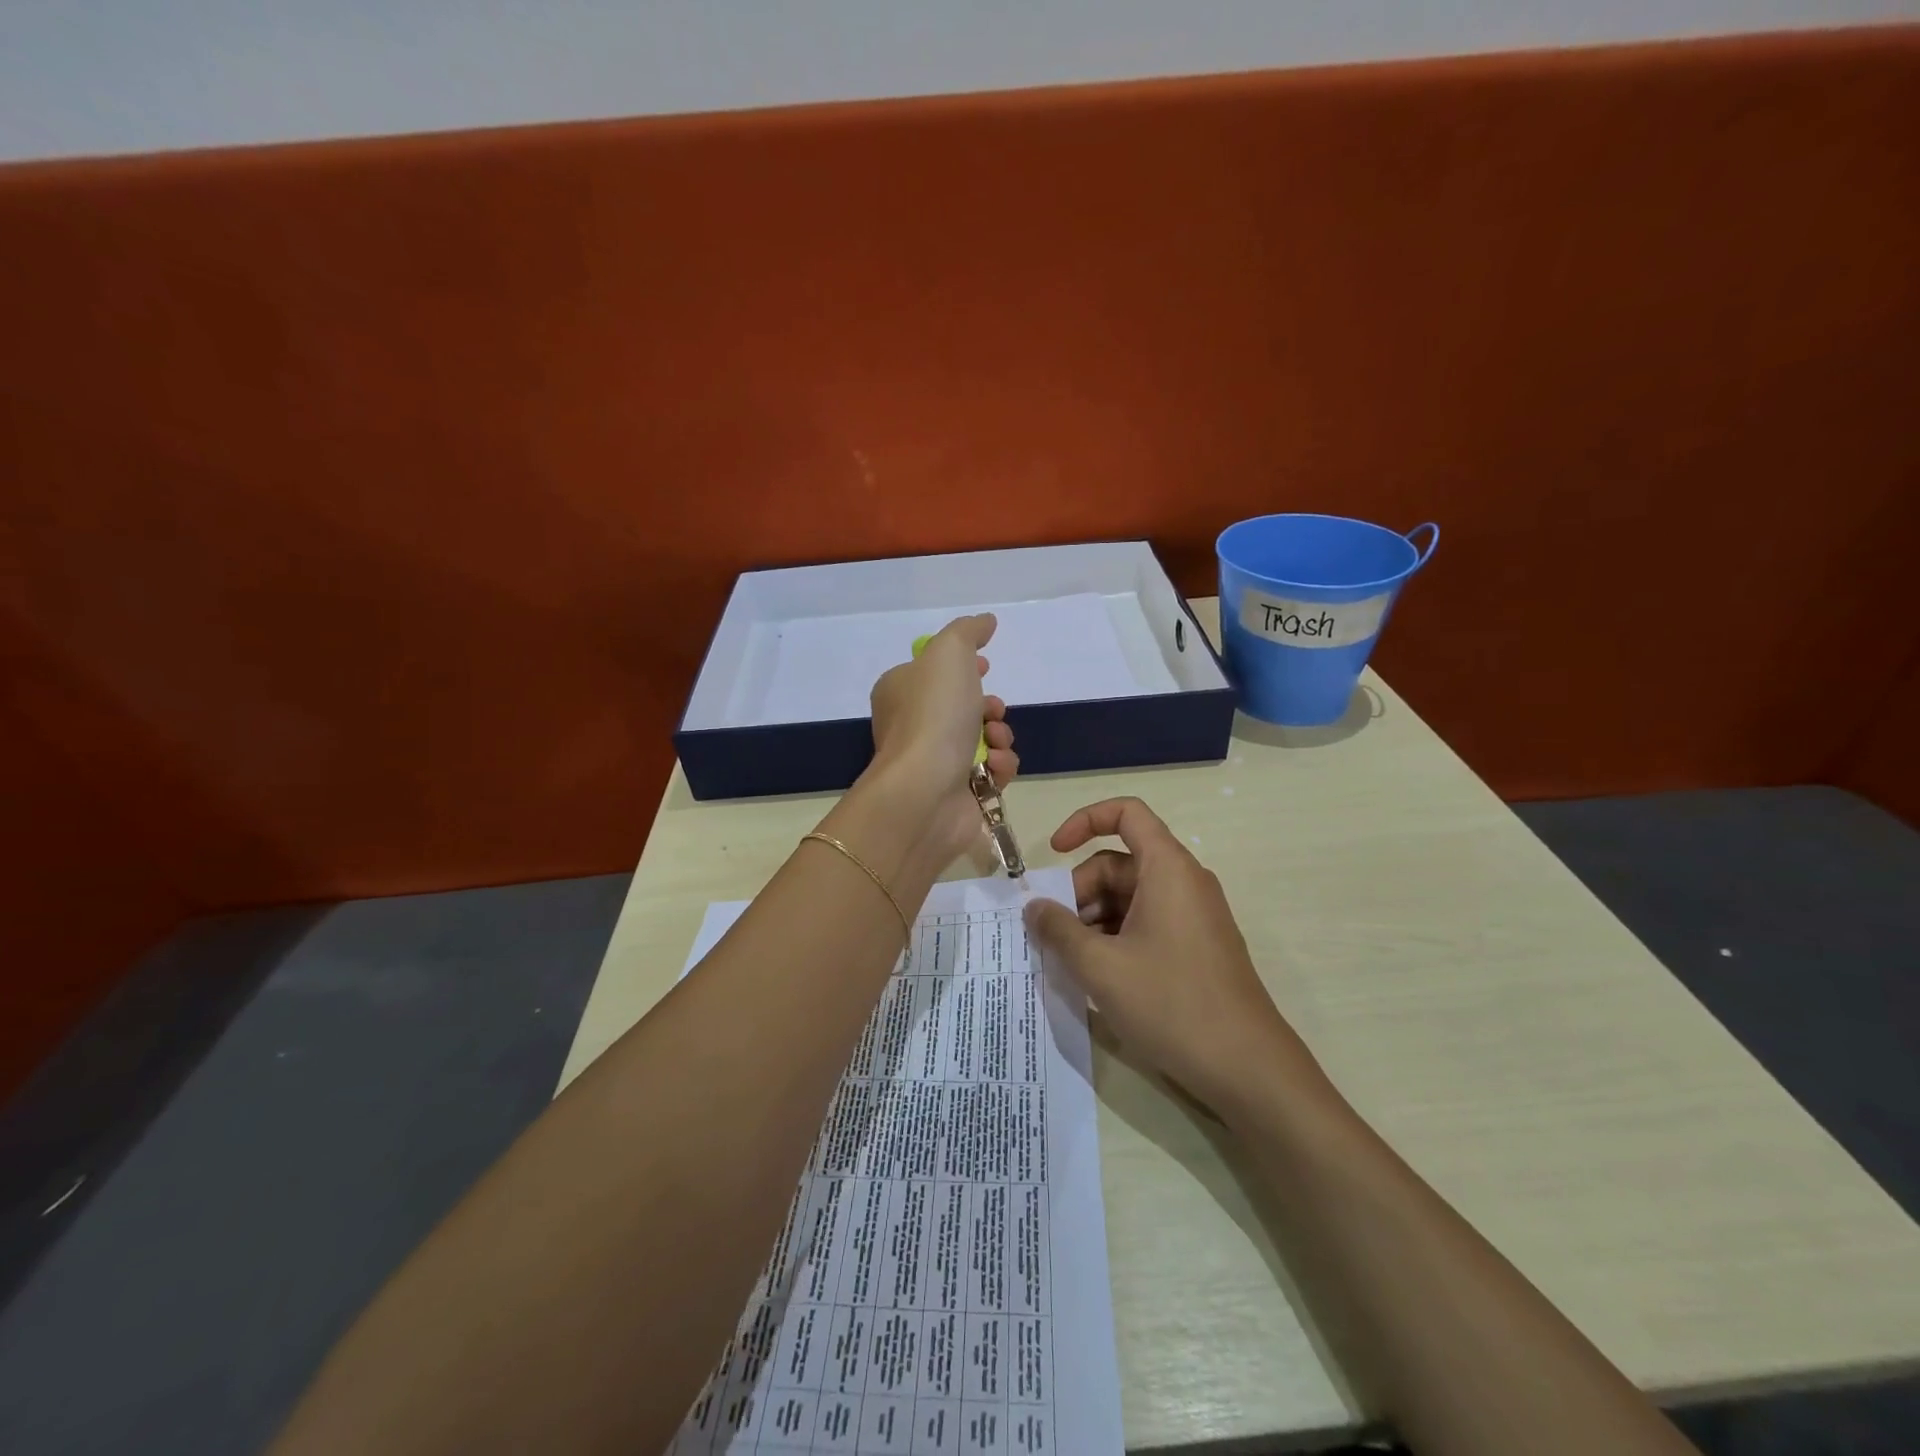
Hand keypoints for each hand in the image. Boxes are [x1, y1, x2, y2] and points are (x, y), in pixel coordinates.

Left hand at [864, 614, 1018, 864]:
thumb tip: (986, 622)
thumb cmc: (933, 715)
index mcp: (901, 692)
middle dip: (990, 706)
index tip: (985, 666)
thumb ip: (967, 631)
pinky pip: (992, 773)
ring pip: (984, 740)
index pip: (933, 673)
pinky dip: (1000, 768)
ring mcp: (935, 763)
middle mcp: (914, 727)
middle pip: (965, 707)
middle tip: (992, 710)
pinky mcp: (959, 794)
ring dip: (1000, 736)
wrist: (926, 790)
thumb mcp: (948, 652)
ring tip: (995, 742)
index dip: (964, 667)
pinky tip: (994, 769)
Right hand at [1023, 797, 1327, 1119]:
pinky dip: (1116, 937)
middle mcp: (1184, 882)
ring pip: (1130, 897)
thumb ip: (1059, 930)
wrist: (1247, 1068)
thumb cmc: (1171, 1003)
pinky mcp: (1196, 947)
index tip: (1053, 851)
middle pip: (1120, 863)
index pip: (1127, 813)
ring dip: (1093, 919)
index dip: (1085, 821)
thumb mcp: (1100, 966)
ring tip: (1069, 961)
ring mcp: (1193, 916)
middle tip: (1052, 934)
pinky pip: (1147, 923)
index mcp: (1167, 868)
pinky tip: (1097, 975)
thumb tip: (1033, 907)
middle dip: (1080, 891)